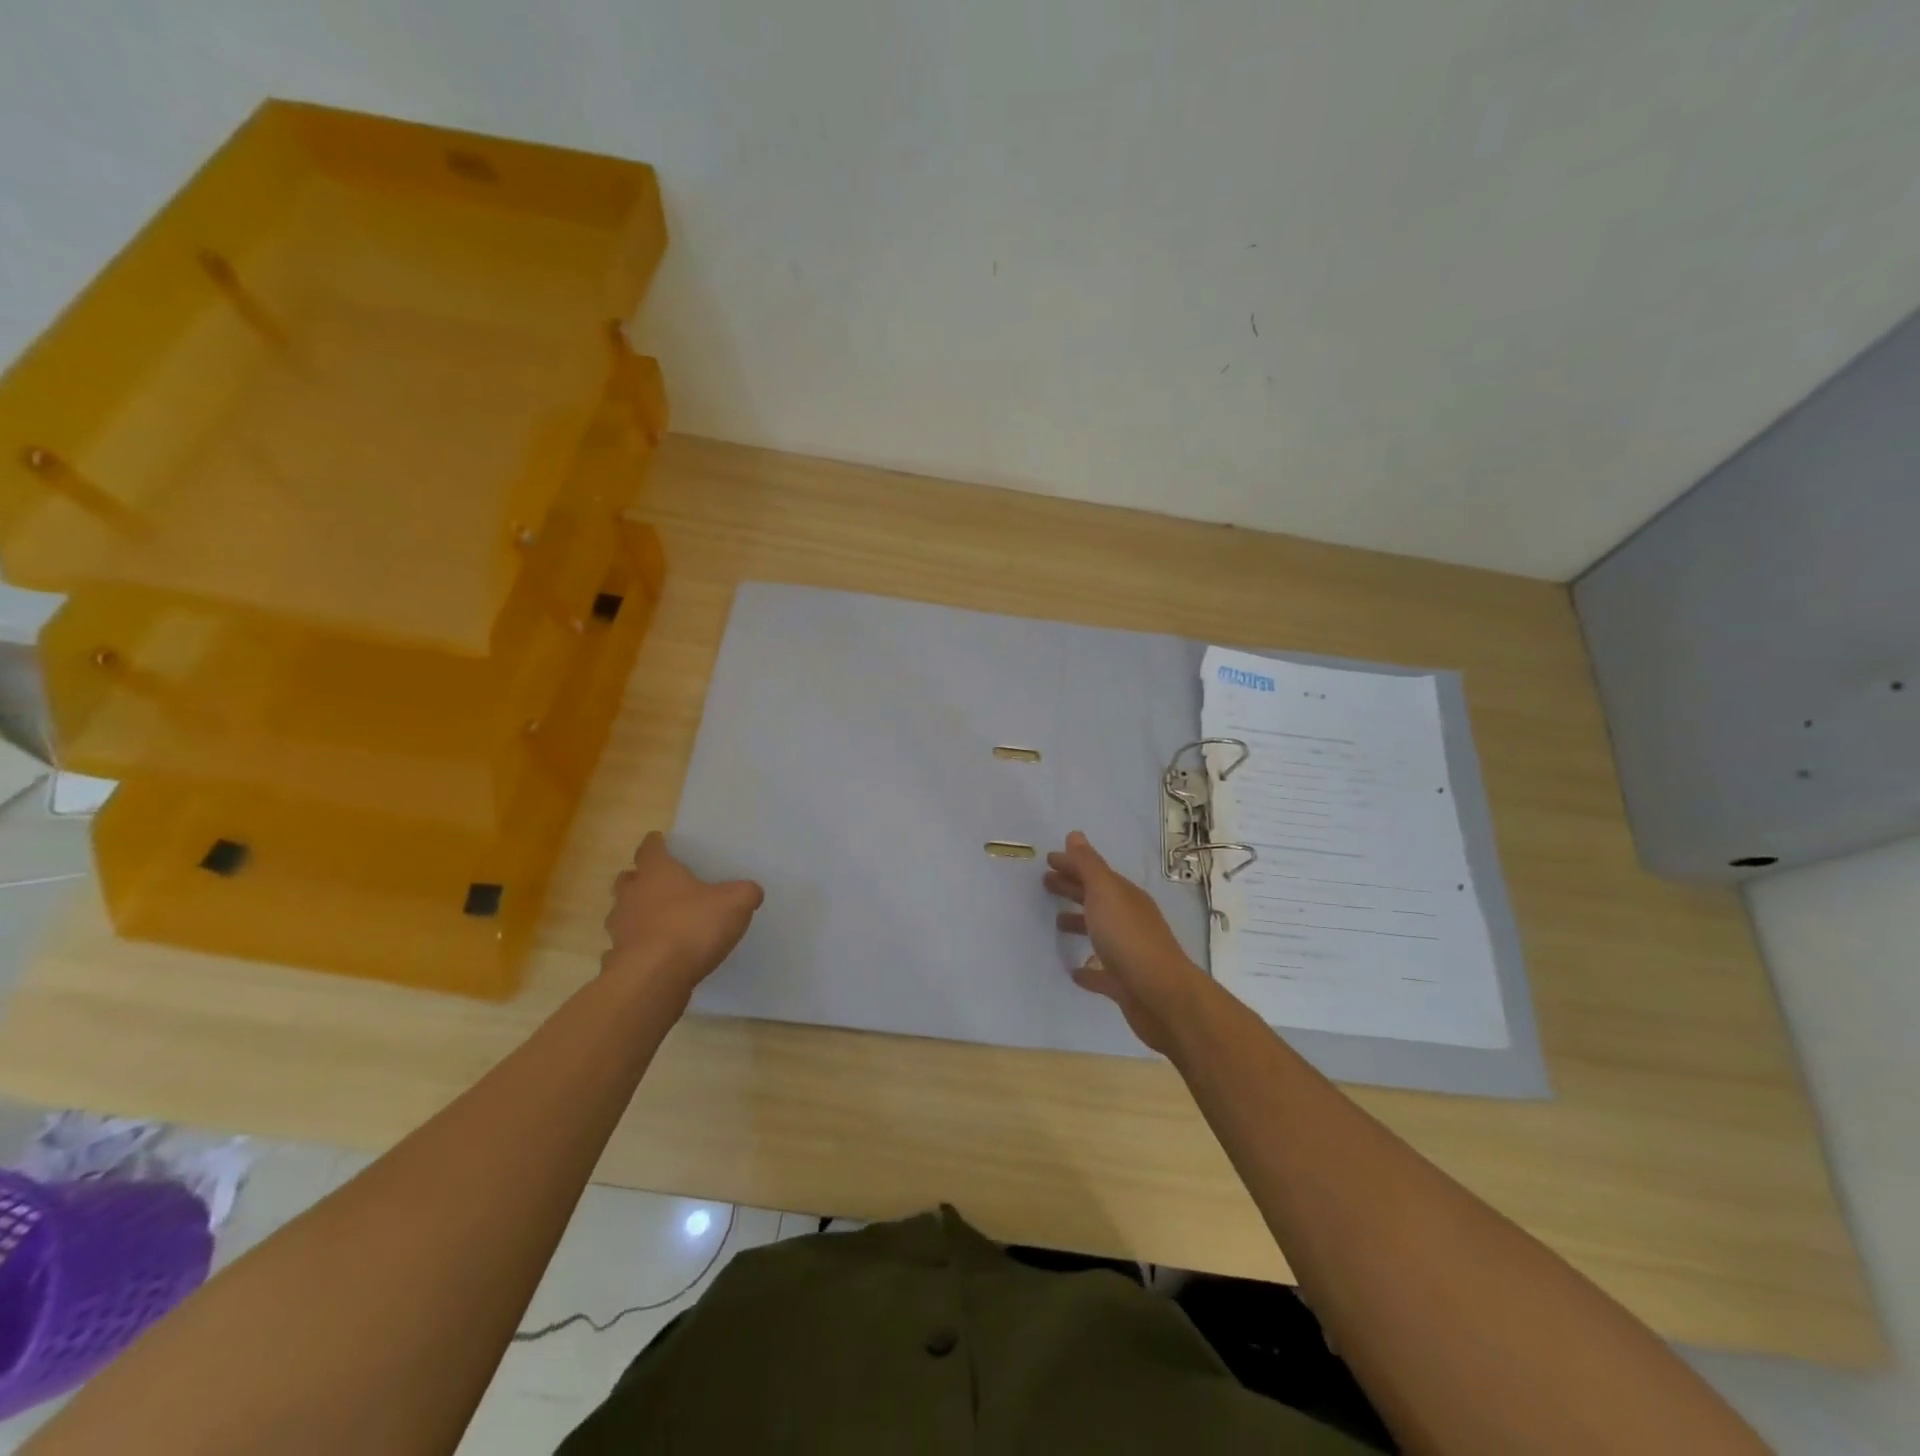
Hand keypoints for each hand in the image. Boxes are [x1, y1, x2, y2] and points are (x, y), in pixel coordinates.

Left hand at [603, 833, 763, 1007]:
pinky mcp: (618, 961)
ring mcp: (620, 930)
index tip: (662, 842)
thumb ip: (746, 892)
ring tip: (660, 923)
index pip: (650, 849)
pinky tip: (654, 958)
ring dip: (636, 915)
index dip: (657, 844)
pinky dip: (636, 950)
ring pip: (622, 914)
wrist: (653, 978)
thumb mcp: (736, 902)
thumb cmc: (693, 927)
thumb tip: (750, 891)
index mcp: (657, 873)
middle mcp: (632, 896)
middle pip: (628, 879)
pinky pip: (624, 950)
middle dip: (640, 879)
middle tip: (660, 884)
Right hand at [1045, 831, 1206, 1054]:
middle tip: (1045, 883)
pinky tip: (1074, 971)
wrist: (1160, 995)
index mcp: (1124, 897)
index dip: (1072, 864)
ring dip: (1079, 924)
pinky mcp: (1123, 984)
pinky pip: (1101, 972)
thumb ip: (1088, 865)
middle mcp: (1128, 920)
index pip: (1095, 873)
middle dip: (1072, 888)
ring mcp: (1127, 953)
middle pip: (1096, 899)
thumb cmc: (1128, 937)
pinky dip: (1087, 969)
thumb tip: (1075, 835)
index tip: (1048, 860)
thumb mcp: (1105, 893)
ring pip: (1099, 932)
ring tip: (1056, 923)